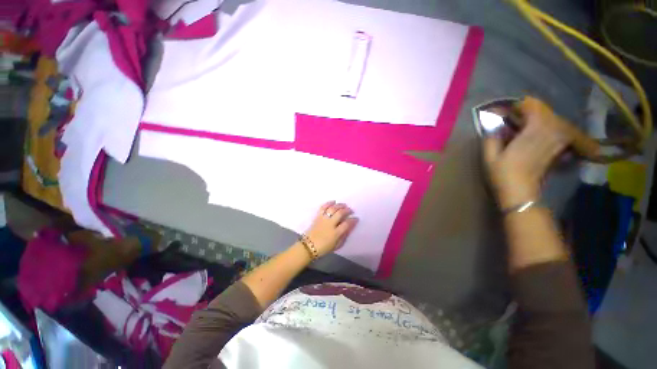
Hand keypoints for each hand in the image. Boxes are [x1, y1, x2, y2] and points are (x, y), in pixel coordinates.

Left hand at [304, 201, 358, 256]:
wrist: (308, 246)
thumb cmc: (323, 248)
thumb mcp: (336, 246)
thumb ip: (343, 237)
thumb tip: (349, 229)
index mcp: (335, 233)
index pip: (347, 224)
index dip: (353, 220)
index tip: (356, 218)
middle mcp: (330, 224)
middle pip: (340, 213)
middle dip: (347, 210)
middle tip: (350, 210)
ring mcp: (323, 219)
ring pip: (332, 209)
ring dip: (339, 205)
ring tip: (344, 205)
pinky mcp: (317, 216)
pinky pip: (323, 207)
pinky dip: (328, 203)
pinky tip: (333, 201)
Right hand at [483, 97, 568, 208]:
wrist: (520, 193)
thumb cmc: (503, 175)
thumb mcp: (490, 157)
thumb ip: (491, 138)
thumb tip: (492, 124)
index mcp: (531, 134)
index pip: (534, 108)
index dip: (522, 105)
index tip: (509, 110)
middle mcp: (548, 134)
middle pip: (547, 112)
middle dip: (533, 109)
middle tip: (518, 113)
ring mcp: (555, 142)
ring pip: (556, 120)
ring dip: (543, 116)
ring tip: (530, 120)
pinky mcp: (557, 149)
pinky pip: (561, 131)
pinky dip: (554, 126)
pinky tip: (544, 130)